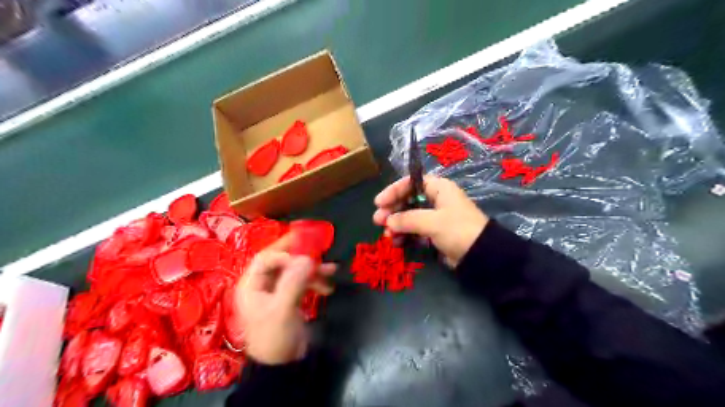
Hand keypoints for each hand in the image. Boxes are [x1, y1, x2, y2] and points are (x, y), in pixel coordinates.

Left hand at [234, 234, 337, 363]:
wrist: (282, 366)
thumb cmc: (275, 337)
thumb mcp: (282, 309)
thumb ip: (293, 282)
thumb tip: (307, 258)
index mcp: (252, 285)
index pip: (266, 258)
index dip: (285, 253)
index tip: (305, 256)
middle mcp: (262, 284)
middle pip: (282, 262)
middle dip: (302, 257)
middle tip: (319, 248)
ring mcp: (277, 291)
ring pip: (294, 271)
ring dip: (313, 270)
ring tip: (331, 270)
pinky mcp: (289, 298)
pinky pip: (302, 282)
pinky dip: (315, 281)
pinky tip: (328, 286)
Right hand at [373, 175, 485, 265]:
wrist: (481, 255)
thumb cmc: (458, 230)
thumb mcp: (432, 221)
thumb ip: (407, 219)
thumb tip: (388, 221)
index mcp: (438, 188)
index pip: (410, 183)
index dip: (393, 191)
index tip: (379, 203)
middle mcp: (435, 199)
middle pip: (407, 200)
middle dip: (392, 210)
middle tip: (378, 221)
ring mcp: (435, 217)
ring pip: (409, 216)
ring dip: (396, 225)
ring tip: (386, 235)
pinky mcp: (434, 232)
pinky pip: (414, 230)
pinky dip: (404, 235)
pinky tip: (396, 242)